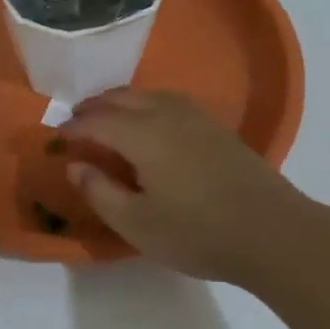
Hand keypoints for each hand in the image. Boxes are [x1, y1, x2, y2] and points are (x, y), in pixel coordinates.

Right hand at [61, 90, 310, 283]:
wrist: (272, 231)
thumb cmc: (197, 232)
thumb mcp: (137, 223)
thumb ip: (100, 192)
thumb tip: (76, 165)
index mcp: (143, 135)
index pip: (98, 121)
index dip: (74, 127)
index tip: (57, 136)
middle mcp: (168, 115)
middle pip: (124, 98)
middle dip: (96, 106)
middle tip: (77, 119)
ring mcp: (197, 119)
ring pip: (150, 96)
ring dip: (123, 101)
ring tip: (109, 115)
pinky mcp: (218, 130)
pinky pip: (171, 103)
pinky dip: (149, 105)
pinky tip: (152, 123)